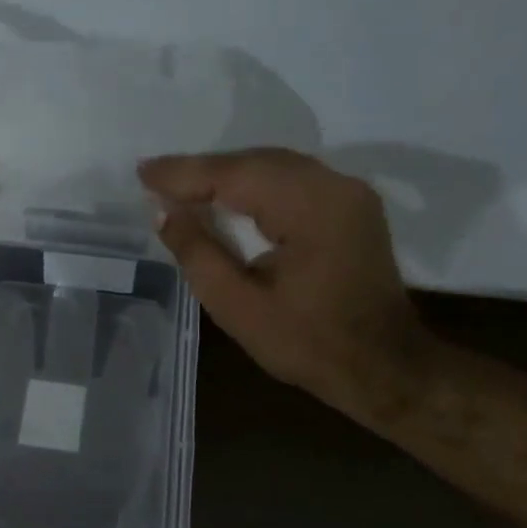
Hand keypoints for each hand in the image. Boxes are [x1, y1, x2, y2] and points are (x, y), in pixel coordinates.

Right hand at [138, 148, 432, 421]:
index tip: (142, 173)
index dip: (184, 173)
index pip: (234, 175)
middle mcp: (334, 186)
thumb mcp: (238, 306)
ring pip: (275, 166)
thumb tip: (164, 212)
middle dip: (203, 169)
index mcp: (309, 208)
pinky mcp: (352, 205)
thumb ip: (198, 253)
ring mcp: (349, 192)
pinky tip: (227, 196)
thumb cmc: (307, 344)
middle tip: (156, 179)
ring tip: (182, 186)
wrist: (384, 366)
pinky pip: (293, 179)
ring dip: (228, 174)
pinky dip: (255, 184)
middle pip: (256, 161)